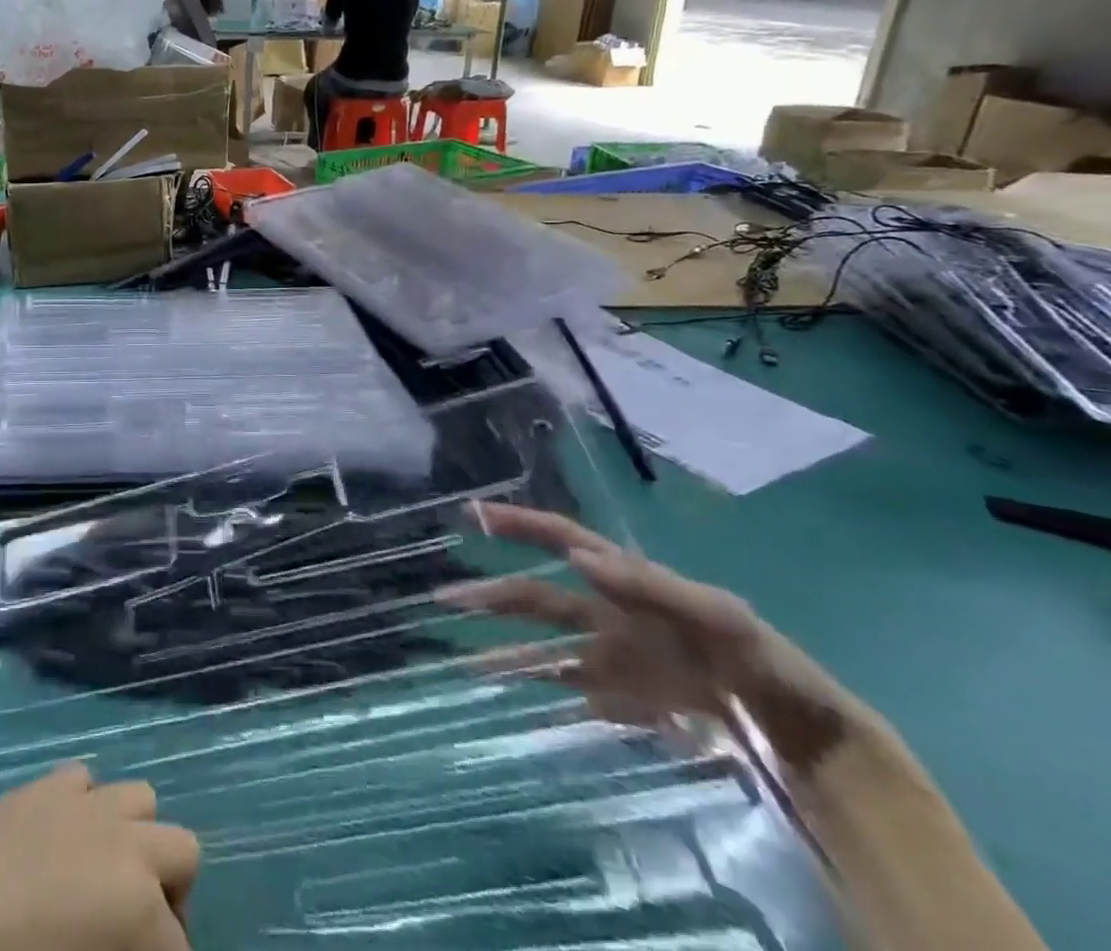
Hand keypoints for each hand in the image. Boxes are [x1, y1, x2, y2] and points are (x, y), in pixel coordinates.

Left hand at [0, 763, 198, 950]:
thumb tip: (129, 943)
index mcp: (136, 906)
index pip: (182, 947)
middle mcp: (122, 840)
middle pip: (182, 854)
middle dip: (167, 903)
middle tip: (129, 944)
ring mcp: (78, 803)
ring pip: (140, 803)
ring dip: (132, 846)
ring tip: (97, 891)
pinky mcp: (37, 786)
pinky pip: (86, 784)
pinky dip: (85, 813)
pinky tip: (56, 851)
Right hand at [446, 503, 853, 768]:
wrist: (804, 734)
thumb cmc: (761, 659)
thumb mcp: (717, 614)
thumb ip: (649, 584)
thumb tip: (576, 556)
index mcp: (625, 580)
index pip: (560, 539)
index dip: (517, 524)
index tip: (472, 513)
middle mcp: (607, 613)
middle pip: (536, 597)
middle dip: (489, 595)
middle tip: (442, 599)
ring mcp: (612, 659)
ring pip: (542, 648)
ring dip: (501, 650)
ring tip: (460, 660)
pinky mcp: (623, 701)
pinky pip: (568, 693)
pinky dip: (536, 695)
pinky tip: (508, 701)